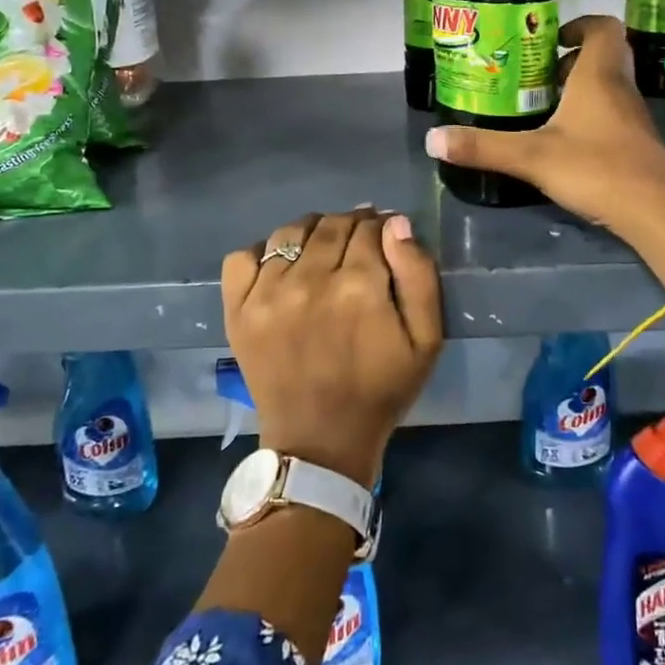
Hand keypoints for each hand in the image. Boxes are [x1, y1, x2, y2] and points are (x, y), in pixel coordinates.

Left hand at [221, 209, 443, 487]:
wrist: (320, 441)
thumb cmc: (381, 390)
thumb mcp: (426, 340)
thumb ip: (418, 275)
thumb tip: (395, 224)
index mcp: (360, 286)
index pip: (370, 228)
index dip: (382, 227)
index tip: (385, 238)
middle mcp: (310, 280)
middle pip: (332, 225)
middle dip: (351, 225)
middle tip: (358, 242)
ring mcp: (267, 293)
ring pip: (290, 232)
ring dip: (312, 231)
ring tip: (322, 249)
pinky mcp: (238, 309)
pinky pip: (243, 256)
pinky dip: (263, 252)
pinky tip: (281, 267)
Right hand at [425, 15, 664, 234]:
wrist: (655, 211)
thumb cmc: (596, 168)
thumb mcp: (531, 157)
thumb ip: (483, 147)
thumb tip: (432, 140)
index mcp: (598, 76)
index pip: (602, 27)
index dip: (579, 25)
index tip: (550, 39)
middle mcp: (620, 88)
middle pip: (603, 56)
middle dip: (569, 60)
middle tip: (535, 76)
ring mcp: (633, 117)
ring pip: (607, 87)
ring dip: (578, 89)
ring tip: (542, 108)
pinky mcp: (636, 143)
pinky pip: (612, 114)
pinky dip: (589, 116)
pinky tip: (564, 141)